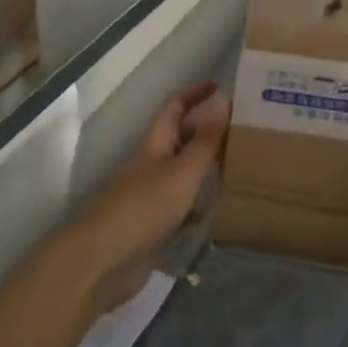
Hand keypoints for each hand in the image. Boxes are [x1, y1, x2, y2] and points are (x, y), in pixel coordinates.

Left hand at [74, 81, 230, 313]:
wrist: (105, 261)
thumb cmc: (145, 207)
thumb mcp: (182, 171)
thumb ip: (205, 140)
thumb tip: (223, 98)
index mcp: (156, 147)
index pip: (174, 109)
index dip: (193, 94)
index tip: (219, 85)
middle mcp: (152, 167)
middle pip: (180, 141)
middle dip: (206, 130)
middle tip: (242, 128)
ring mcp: (151, 198)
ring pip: (183, 175)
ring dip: (206, 168)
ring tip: (241, 165)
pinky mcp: (154, 228)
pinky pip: (183, 209)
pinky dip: (201, 206)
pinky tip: (221, 212)